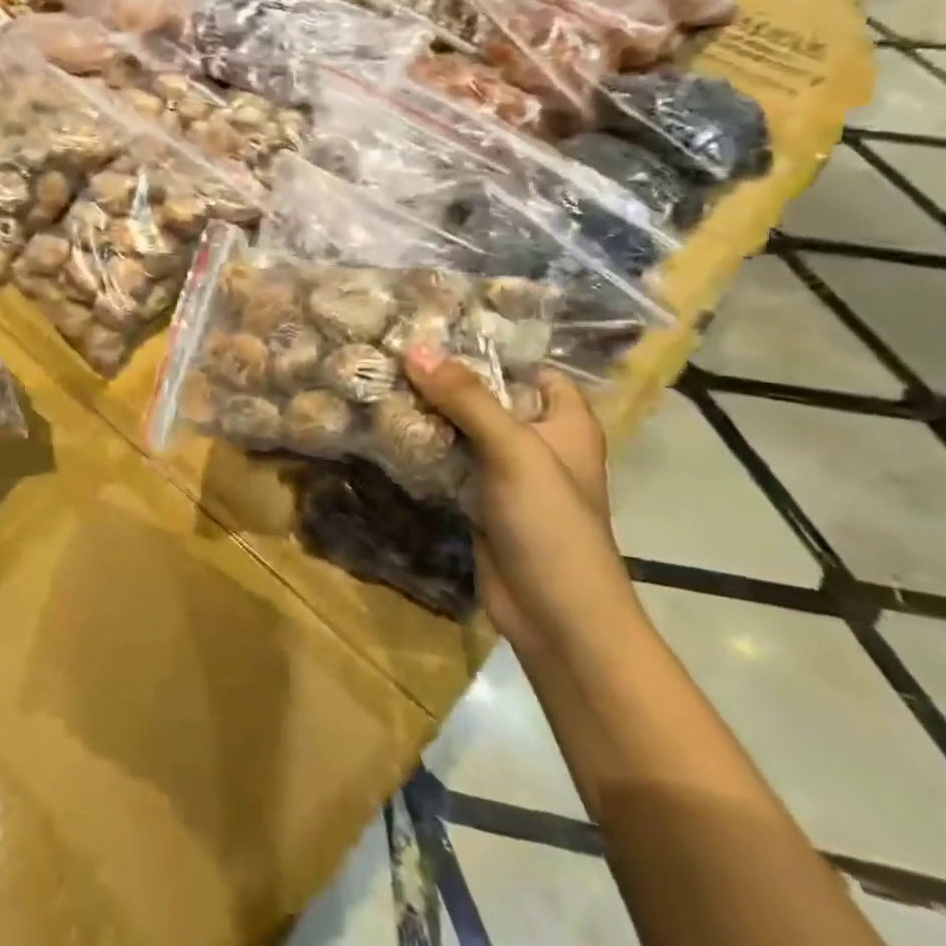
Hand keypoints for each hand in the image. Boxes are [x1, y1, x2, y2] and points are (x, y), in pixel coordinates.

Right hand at [403, 348, 634, 651]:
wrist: (556, 614)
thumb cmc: (550, 522)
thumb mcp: (513, 450)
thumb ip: (465, 398)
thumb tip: (415, 349)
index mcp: (564, 422)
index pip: (528, 368)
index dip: (488, 349)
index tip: (434, 330)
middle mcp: (537, 441)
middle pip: (488, 397)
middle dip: (445, 379)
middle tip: (392, 353)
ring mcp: (507, 473)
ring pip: (464, 429)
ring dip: (429, 412)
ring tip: (380, 380)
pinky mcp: (480, 499)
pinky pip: (449, 461)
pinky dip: (424, 446)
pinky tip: (387, 428)